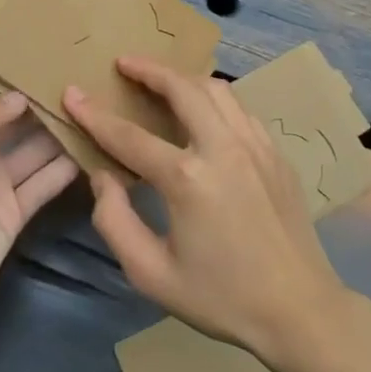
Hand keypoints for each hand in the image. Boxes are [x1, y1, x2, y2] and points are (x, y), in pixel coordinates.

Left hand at [0, 82, 79, 338]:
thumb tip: (20, 95)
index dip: (1, 71)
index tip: (38, 47)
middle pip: (10, 117)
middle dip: (38, 98)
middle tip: (79, 73)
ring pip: (33, 147)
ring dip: (57, 130)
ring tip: (94, 106)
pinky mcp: (15, 211)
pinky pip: (44, 182)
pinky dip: (66, 168)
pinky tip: (93, 149)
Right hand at [64, 57, 349, 363]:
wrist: (299, 309)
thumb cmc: (221, 297)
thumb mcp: (152, 274)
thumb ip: (115, 221)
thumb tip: (103, 175)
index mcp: (188, 179)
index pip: (129, 136)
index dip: (95, 114)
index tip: (72, 93)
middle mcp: (223, 148)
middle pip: (182, 89)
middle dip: (148, 69)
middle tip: (124, 62)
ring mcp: (256, 145)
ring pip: (217, 89)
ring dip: (184, 78)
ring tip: (161, 79)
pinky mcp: (276, 152)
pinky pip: (240, 109)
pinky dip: (215, 99)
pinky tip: (204, 111)